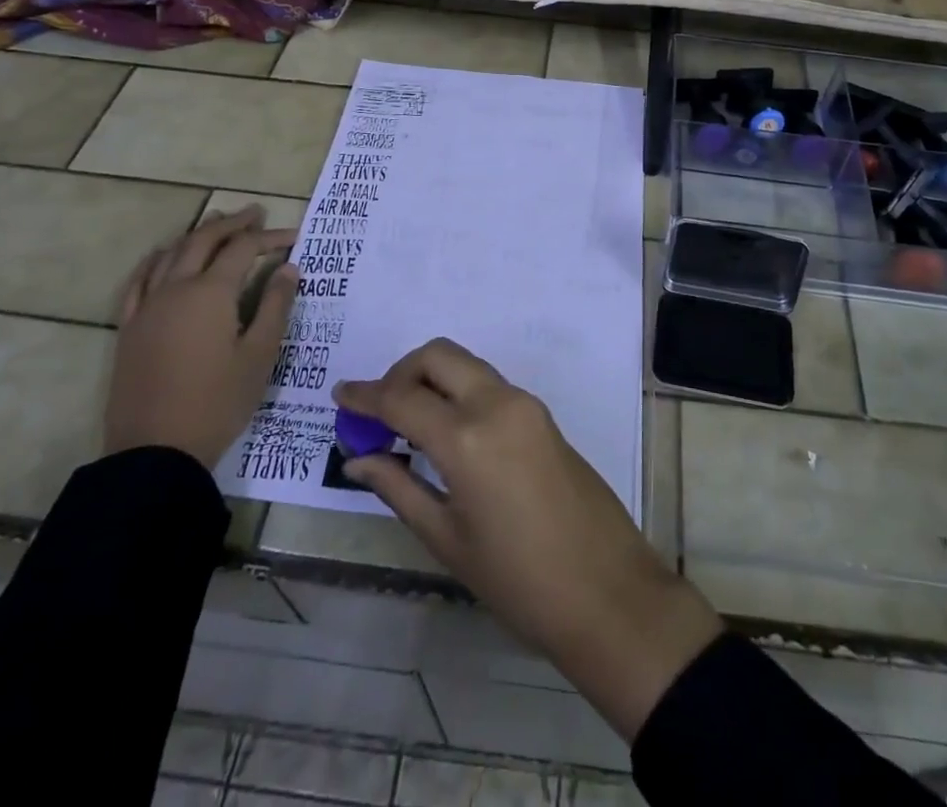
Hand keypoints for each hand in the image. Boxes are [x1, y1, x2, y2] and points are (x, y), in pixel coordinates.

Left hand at [105, 207, 298, 467]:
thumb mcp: (259, 355)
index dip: (269, 237)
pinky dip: (155, 260)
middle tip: (255, 213)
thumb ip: (275, 306)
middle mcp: (176, 289)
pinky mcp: (130, 328)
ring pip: (171, 254)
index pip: (243, 249)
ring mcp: (147, 307)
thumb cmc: (218, 402)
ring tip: (216, 222)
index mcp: (211, 293)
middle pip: (203, 240)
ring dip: (196, 234)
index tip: (293, 236)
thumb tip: (288, 268)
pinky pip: (139, 281)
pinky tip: (163, 256)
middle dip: (232, 223)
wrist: (155, 452)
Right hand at [336, 340, 722, 740]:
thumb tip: (357, 460)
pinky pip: (489, 384)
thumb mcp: (447, 539)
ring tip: (407, 423)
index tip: (339, 395)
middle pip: (438, 356)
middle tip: (379, 411)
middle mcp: (496, 403)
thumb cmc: (518, 580)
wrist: (607, 590)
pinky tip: (446, 432)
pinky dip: (458, 391)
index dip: (365, 395)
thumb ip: (399, 488)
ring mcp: (525, 404)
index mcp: (467, 437)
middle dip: (401, 372)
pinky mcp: (541, 414)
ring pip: (466, 364)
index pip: (401, 398)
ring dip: (431, 378)